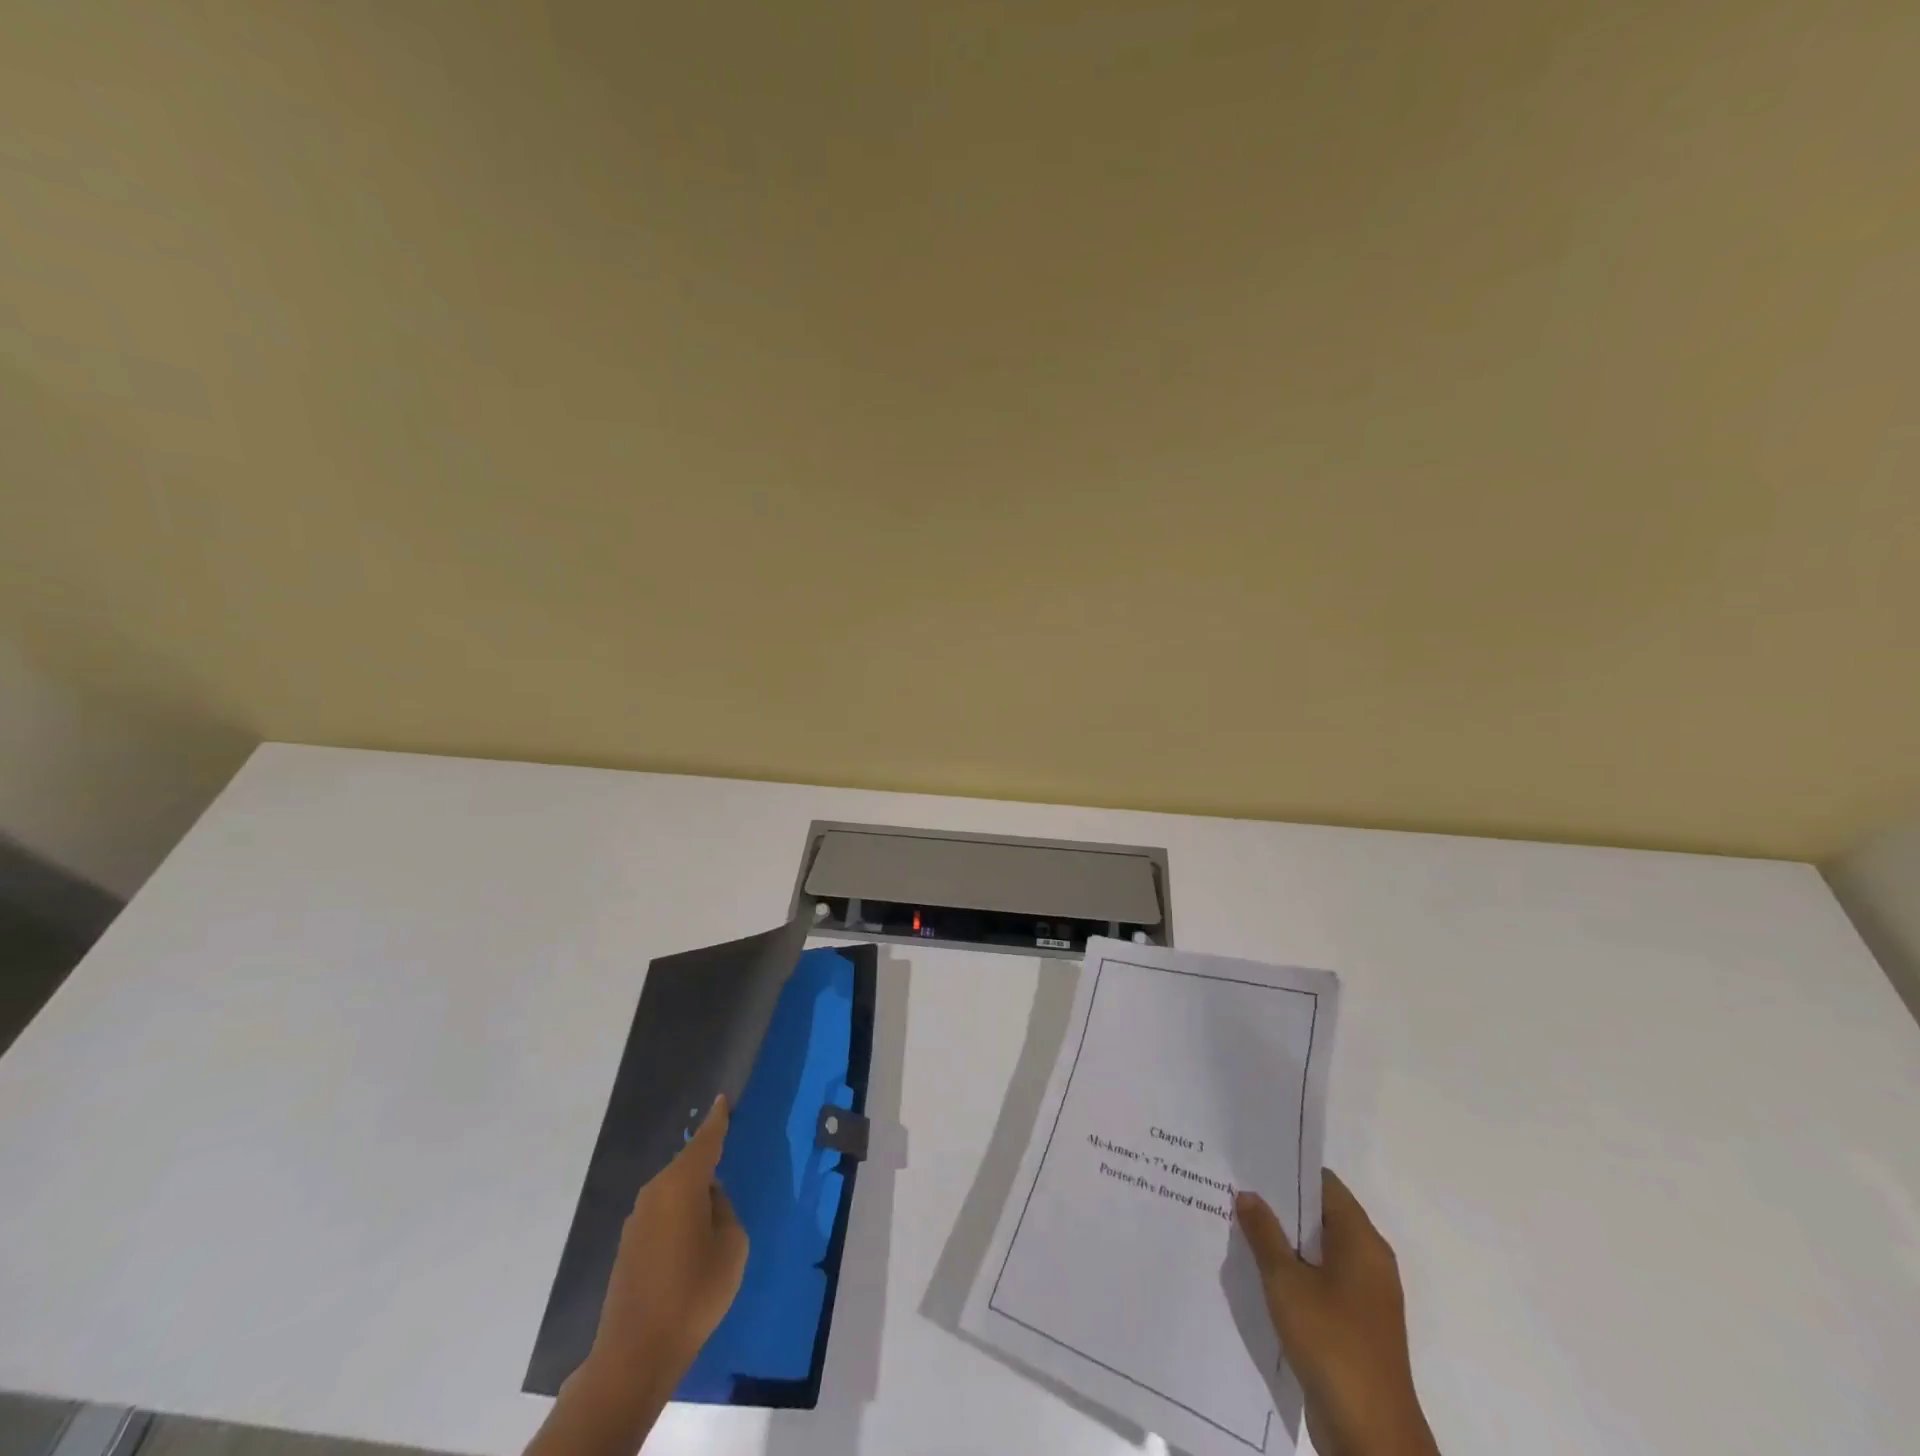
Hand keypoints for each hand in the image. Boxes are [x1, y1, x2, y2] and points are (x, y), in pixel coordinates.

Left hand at [558, 1096, 748, 1442]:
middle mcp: (655, 1192)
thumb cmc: (693, 1292)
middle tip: (728, 1163)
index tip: (723, 1098)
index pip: (705, 1140)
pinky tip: (691, 1241)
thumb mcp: (731, 1246)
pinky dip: (679, 1217)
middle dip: (707, 1163)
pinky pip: (662, 1215)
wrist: (635, 1354)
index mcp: (682, 1183)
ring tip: (713, 1213)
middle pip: (687, 1166)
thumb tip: (710, 1201)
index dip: (717, 1119)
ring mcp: (637, 1221)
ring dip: (692, 1196)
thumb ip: (725, 1211)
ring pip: (674, 1192)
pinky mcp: (628, 1247)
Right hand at [1235, 1172, 1437, 1455]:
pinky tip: (1257, 1271)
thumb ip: (1264, 1233)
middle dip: (1279, 1205)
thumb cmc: (1331, 1343)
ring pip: (1317, 1251)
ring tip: (1237, 1224)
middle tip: (1234, 1188)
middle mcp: (1369, 1261)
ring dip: (1283, 1241)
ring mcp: (1364, 1296)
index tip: (1250, 1161)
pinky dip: (1292, 1271)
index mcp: (1362, 1241)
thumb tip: (1248, 1194)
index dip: (1287, 1170)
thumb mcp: (1286, 1282)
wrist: (1371, 1436)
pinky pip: (1320, 1281)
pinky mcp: (1354, 1325)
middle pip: (1320, 1216)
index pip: (1323, 1184)